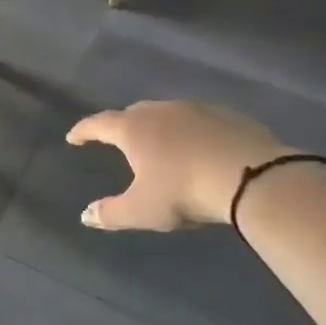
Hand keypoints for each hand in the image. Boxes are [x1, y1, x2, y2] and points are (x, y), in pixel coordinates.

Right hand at [65, 101, 286, 230]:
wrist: (252, 176)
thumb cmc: (183, 191)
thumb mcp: (142, 211)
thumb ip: (110, 213)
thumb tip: (86, 215)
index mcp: (133, 129)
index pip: (99, 124)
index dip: (83, 130)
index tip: (73, 137)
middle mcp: (161, 111)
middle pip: (133, 113)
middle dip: (121, 126)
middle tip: (117, 140)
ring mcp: (196, 109)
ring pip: (167, 114)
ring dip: (158, 128)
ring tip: (158, 145)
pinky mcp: (227, 116)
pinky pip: (197, 121)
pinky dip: (188, 132)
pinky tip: (196, 149)